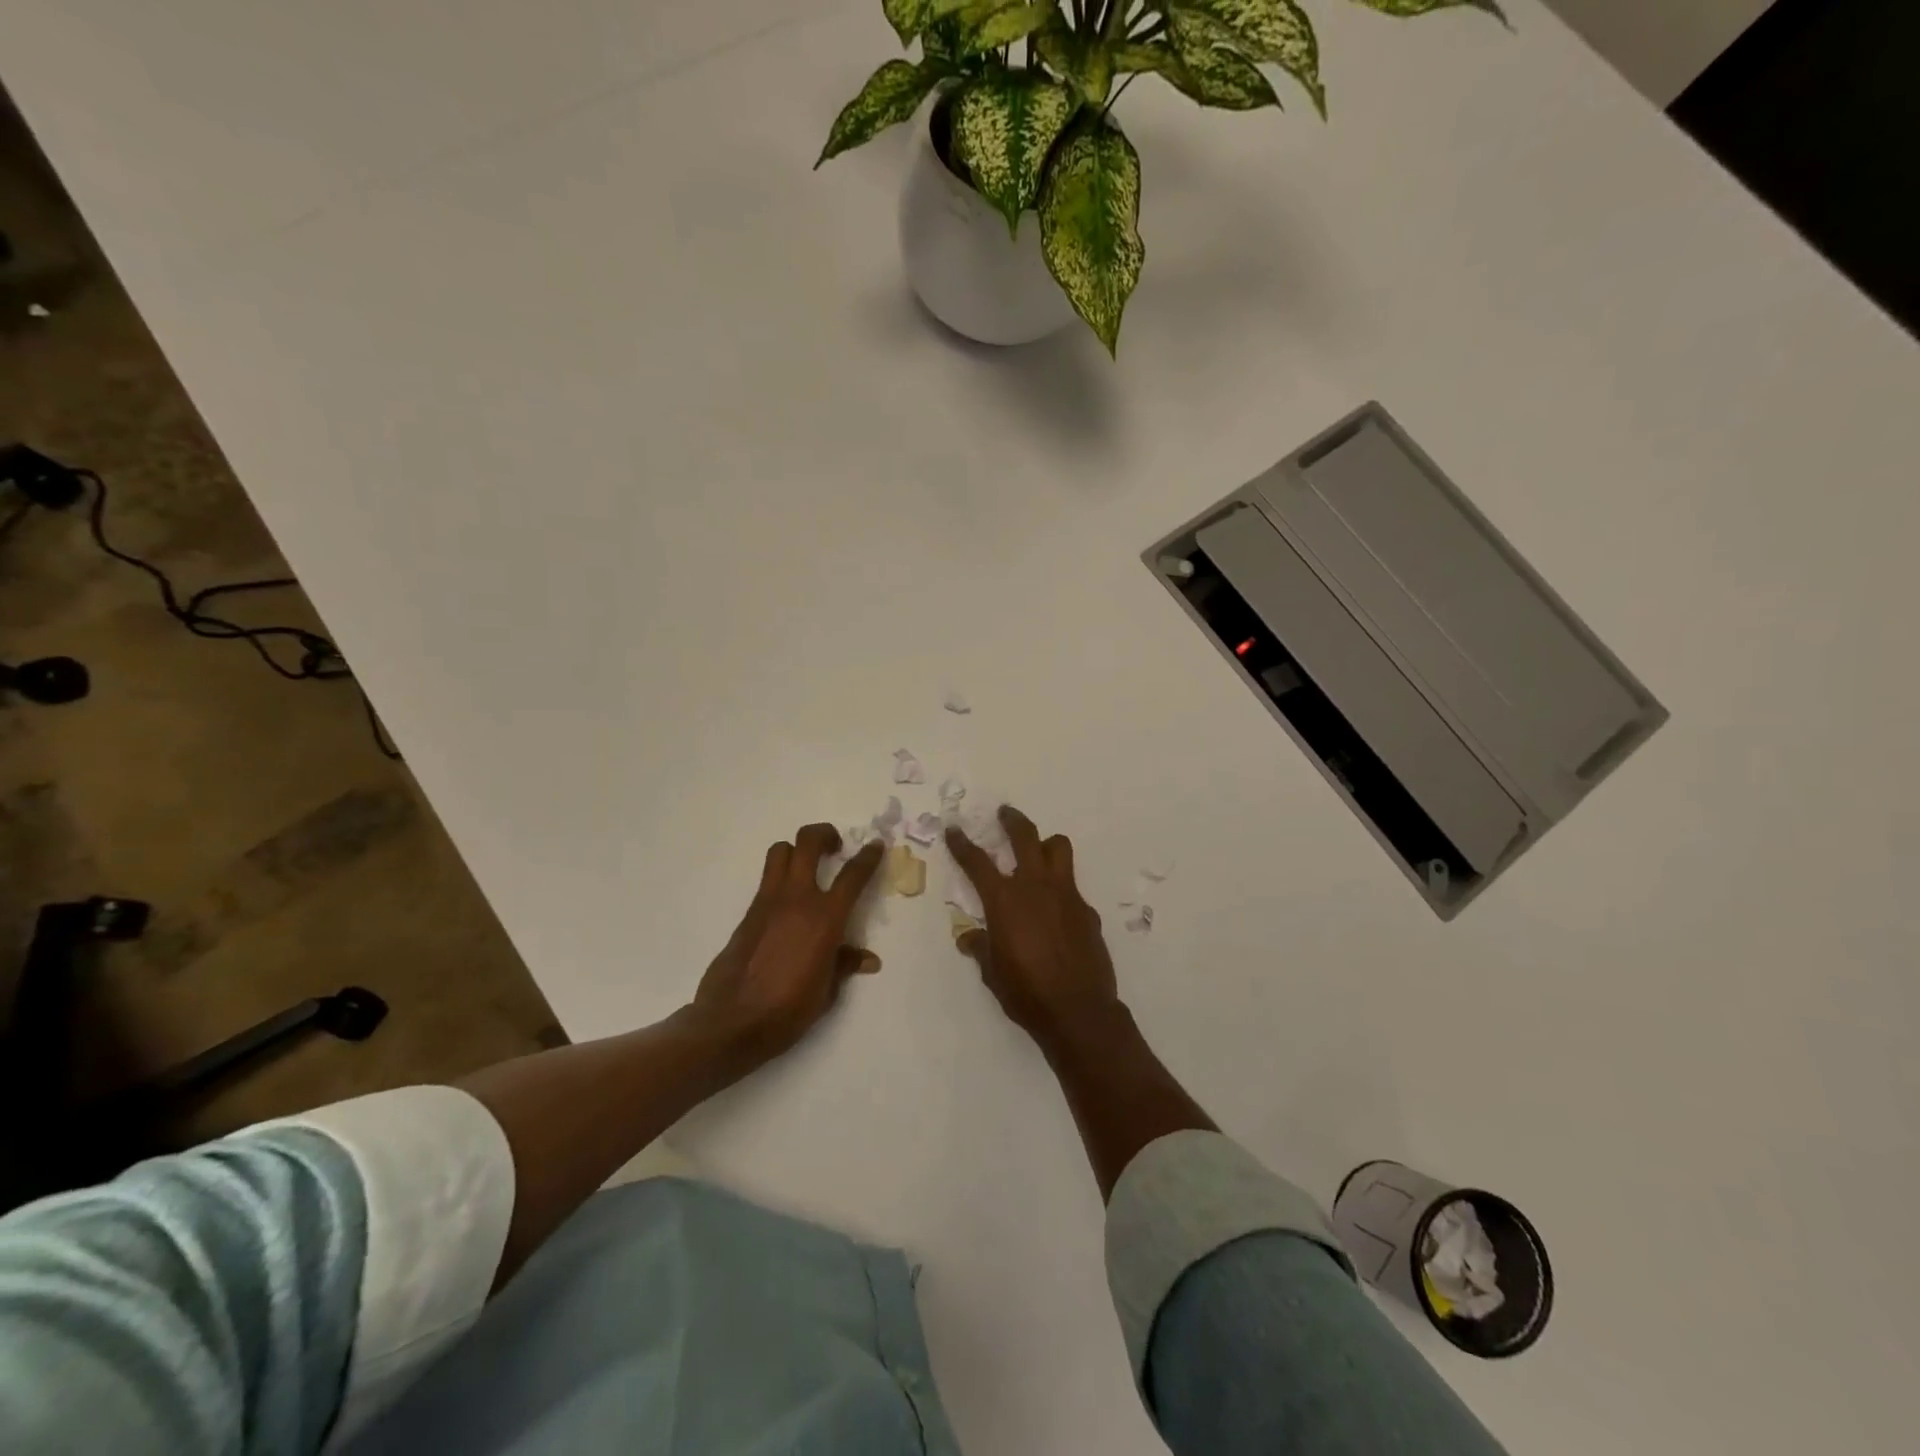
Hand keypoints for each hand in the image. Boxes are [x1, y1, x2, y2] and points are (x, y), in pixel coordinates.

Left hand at [691, 824, 885, 1067]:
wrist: (731, 1022)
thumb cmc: (787, 1010)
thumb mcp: (827, 992)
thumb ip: (844, 965)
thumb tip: (866, 959)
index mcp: (825, 918)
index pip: (853, 875)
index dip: (868, 856)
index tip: (875, 846)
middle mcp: (797, 899)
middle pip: (808, 842)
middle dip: (824, 834)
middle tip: (835, 846)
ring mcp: (768, 902)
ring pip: (780, 852)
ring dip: (796, 850)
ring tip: (807, 865)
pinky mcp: (748, 913)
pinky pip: (767, 881)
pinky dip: (780, 879)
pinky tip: (788, 905)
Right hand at [945, 805, 1120, 1047]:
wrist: (1078, 1011)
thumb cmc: (1026, 992)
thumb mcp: (992, 972)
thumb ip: (980, 947)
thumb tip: (969, 937)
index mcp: (1004, 900)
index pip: (977, 862)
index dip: (962, 843)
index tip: (954, 829)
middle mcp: (1035, 887)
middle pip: (1025, 836)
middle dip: (1012, 820)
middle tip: (1004, 813)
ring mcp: (1066, 895)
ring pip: (1059, 848)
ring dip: (1046, 844)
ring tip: (1038, 852)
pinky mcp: (1087, 910)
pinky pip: (1072, 887)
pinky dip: (1060, 890)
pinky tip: (1056, 912)